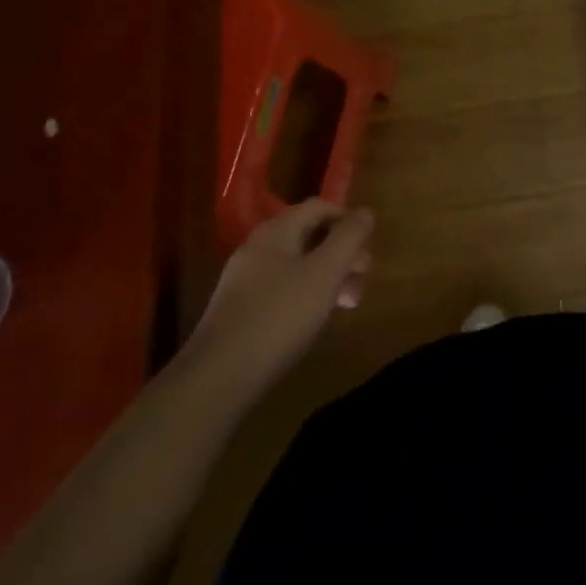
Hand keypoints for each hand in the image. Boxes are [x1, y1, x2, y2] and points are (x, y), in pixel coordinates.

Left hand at [188, 200, 373, 403]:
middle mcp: (258, 247)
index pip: (319, 207)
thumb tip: (365, 212)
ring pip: (297, 265)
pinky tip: (314, 321)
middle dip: (341, 252)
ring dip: (327, 277)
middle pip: (308, 236)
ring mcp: (244, 280)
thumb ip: (348, 238)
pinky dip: (305, 295)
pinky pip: (281, 289)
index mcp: (277, 230)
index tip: (369, 245)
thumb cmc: (279, 316)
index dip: (347, 219)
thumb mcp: (325, 273)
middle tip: (364, 278)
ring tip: (348, 304)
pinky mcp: (238, 311)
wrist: (216, 378)